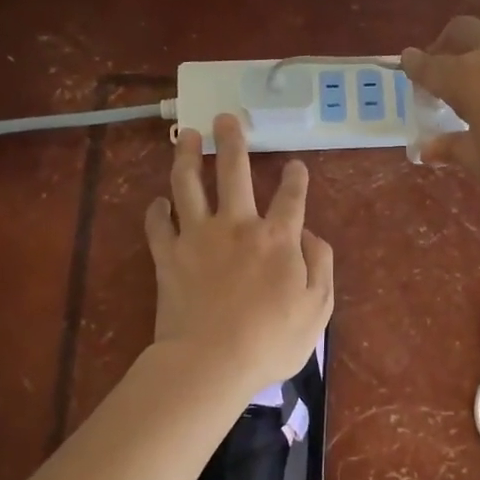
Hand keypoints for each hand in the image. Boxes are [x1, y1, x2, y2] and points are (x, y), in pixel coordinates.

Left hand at [145, 115, 334, 400]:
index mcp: (278, 238)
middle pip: (234, 171)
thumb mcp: (318, 308)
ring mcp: (198, 236)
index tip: (295, 165)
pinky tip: (159, 201)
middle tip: (227, 118)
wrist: (211, 362)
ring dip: (187, 156)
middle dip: (233, 140)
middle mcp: (238, 225)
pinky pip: (158, 224)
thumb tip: (311, 235)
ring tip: (187, 135)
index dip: (296, 178)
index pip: (291, 197)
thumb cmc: (271, 340)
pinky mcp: (168, 255)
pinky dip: (157, 209)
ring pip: (189, 184)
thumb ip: (321, 265)